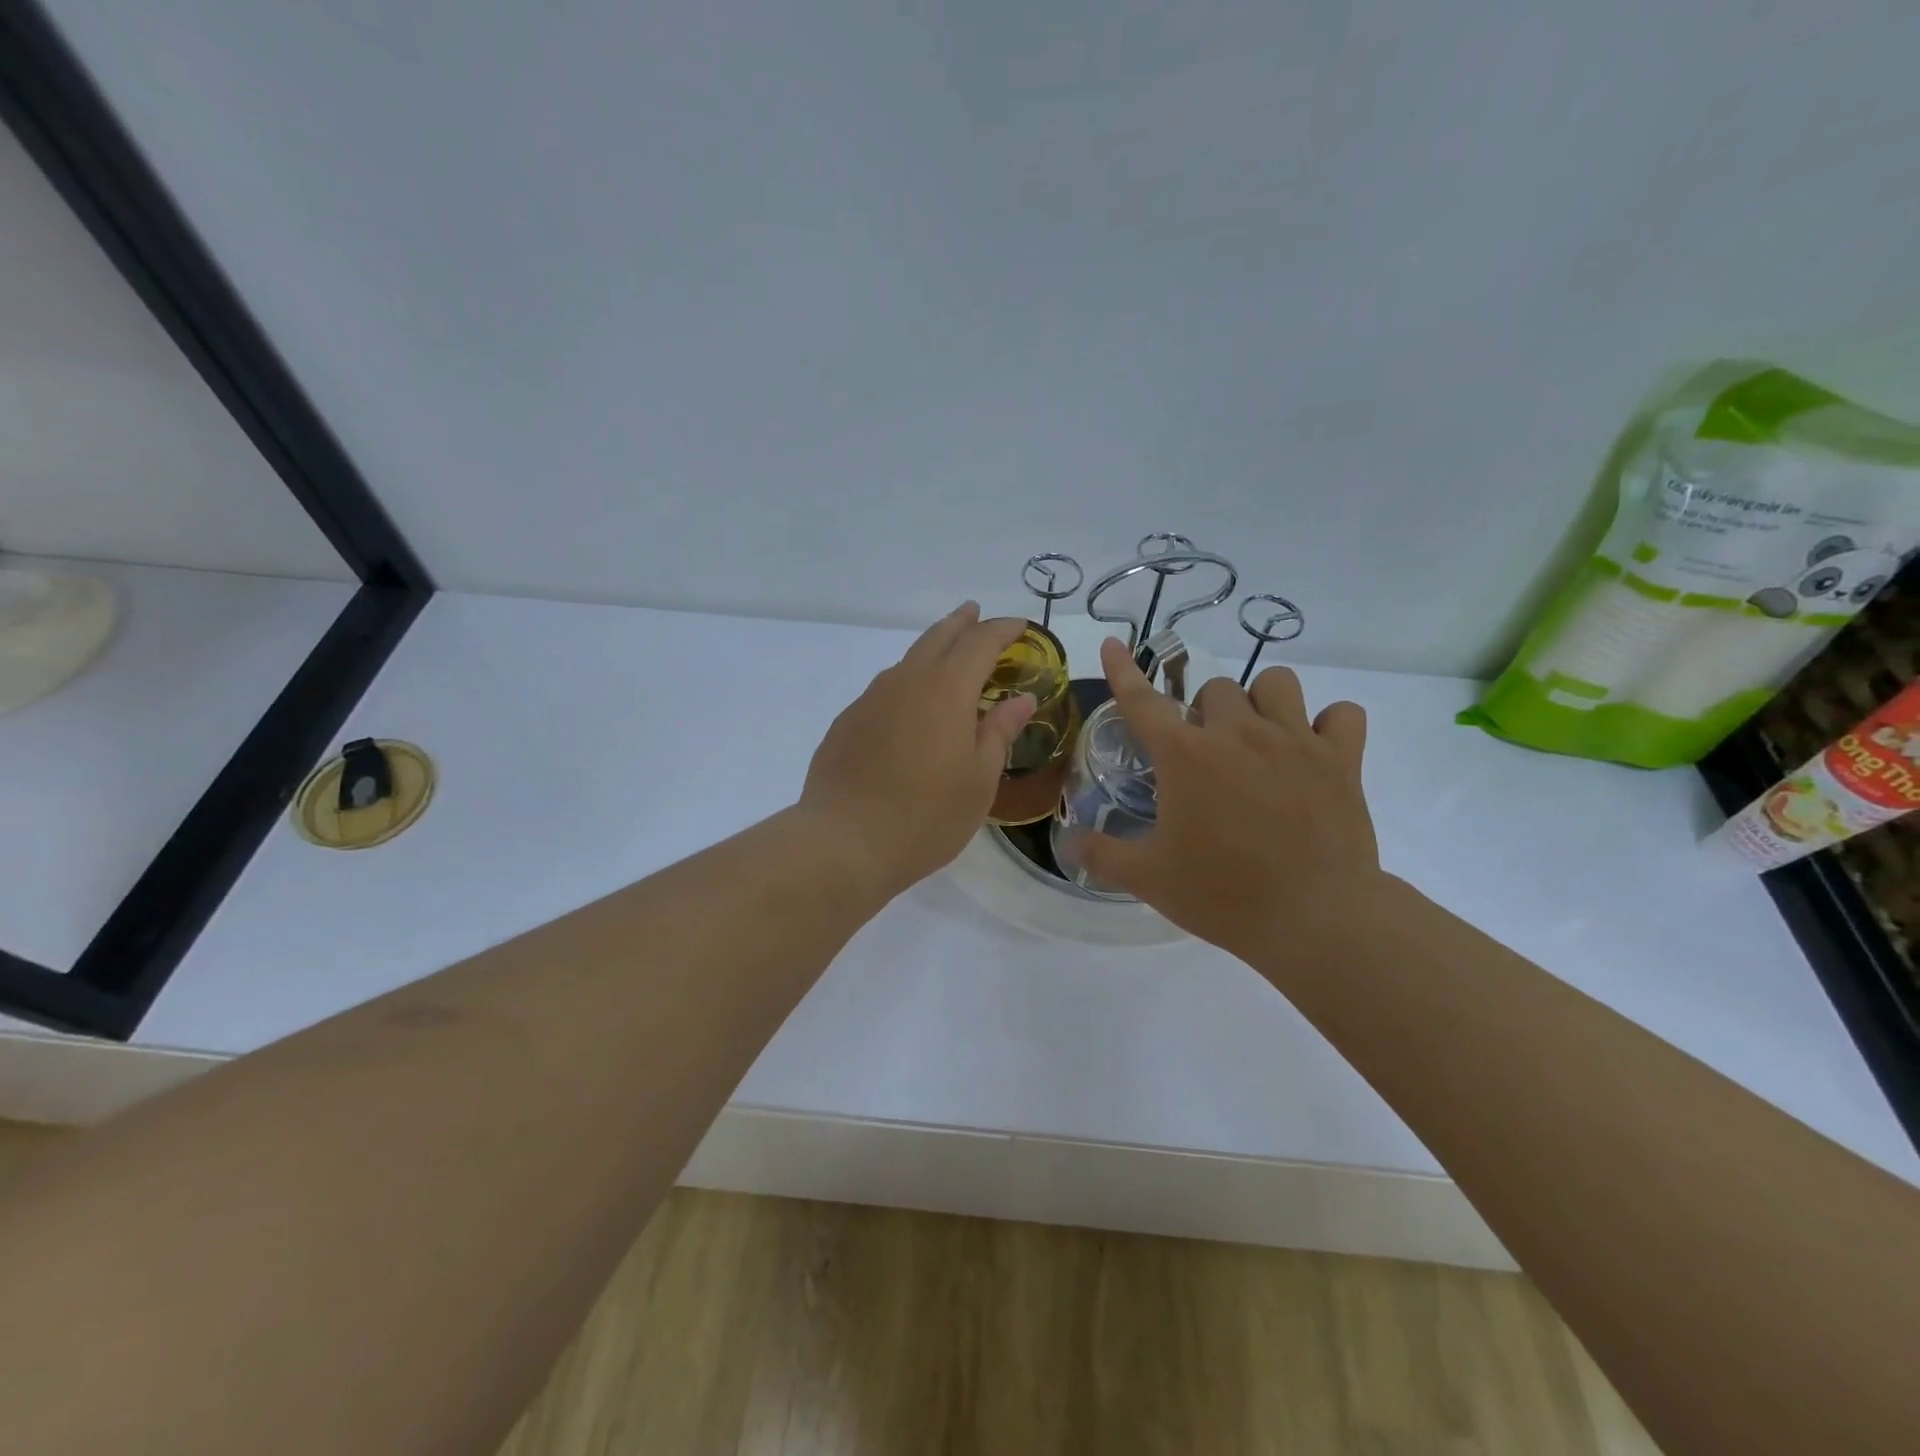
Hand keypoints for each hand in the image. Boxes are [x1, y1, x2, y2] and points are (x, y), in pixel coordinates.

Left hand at [800, 604, 1036, 899]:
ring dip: (931, 651)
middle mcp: (905, 682)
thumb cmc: (926, 816)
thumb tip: (1021, 698)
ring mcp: (870, 700)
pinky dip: (907, 684)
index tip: (1020, 627)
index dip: (1002, 630)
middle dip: (961, 623)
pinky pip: (885, 690)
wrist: (844, 842)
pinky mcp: (847, 722)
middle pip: (937, 637)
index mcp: (946, 690)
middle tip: (976, 614)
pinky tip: (910, 709)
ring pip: (907, 661)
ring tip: (947, 660)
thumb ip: (1000, 732)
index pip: (979, 643)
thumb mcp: (979, 779)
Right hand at [1079, 639, 1382, 965]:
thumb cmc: (1222, 894)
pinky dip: (1328, 724)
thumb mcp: (1148, 878)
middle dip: (1203, 713)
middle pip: (1214, 689)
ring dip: (1261, 702)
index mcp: (1185, 756)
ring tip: (1258, 738)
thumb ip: (1101, 854)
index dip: (1124, 670)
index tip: (1114, 644)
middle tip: (1205, 754)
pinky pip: (1342, 713)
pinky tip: (1315, 750)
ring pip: (1275, 682)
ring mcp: (1294, 741)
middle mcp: (1237, 733)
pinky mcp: (1341, 759)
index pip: (1143, 700)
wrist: (1314, 919)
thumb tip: (1067, 842)